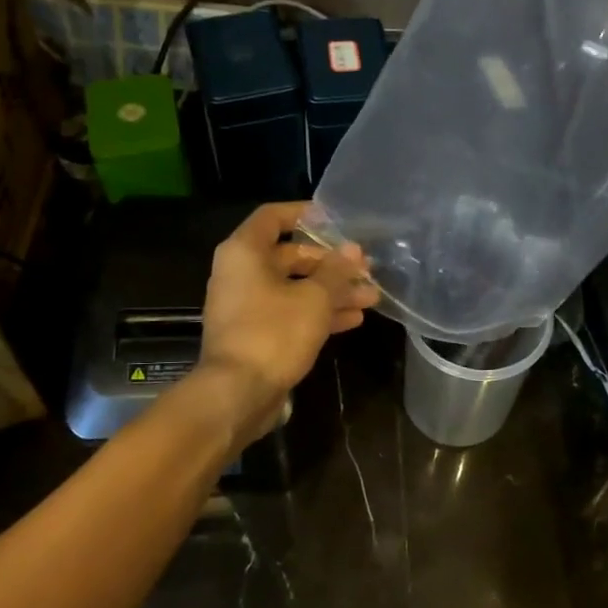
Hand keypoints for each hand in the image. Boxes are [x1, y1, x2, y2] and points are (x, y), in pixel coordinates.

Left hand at [195, 202, 377, 436]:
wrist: (237, 393)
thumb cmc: (273, 333)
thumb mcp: (314, 298)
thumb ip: (336, 271)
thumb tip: (353, 249)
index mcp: (245, 253)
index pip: (273, 217)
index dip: (304, 213)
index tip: (334, 218)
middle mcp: (241, 273)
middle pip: (290, 256)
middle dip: (331, 263)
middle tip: (365, 269)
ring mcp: (247, 306)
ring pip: (294, 288)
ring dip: (331, 291)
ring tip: (370, 297)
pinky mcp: (255, 334)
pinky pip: (290, 313)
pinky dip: (318, 313)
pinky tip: (353, 319)